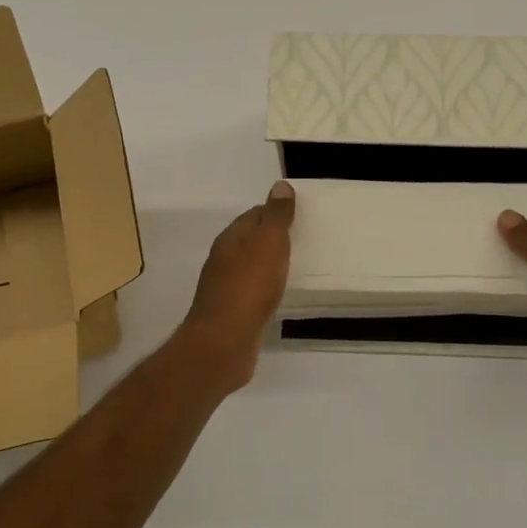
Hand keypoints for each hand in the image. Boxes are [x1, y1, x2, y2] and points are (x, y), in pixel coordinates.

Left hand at [179, 181, 295, 392]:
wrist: (224, 342)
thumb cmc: (248, 286)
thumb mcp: (267, 243)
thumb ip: (275, 216)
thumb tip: (280, 185)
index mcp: (231, 239)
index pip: (253, 215)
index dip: (274, 212)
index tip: (298, 215)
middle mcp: (224, 260)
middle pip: (250, 241)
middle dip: (272, 238)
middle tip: (303, 239)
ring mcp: (226, 288)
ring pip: (251, 267)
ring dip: (269, 264)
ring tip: (296, 265)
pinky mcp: (232, 313)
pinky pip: (253, 293)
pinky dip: (267, 288)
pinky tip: (280, 295)